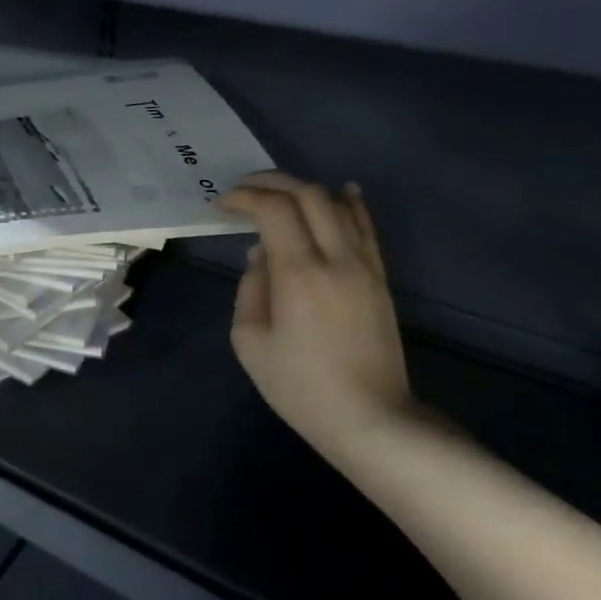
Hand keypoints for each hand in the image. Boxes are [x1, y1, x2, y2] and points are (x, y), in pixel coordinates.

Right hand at [218, 172, 414, 460]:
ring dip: (305, 190)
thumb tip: (261, 255)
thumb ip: (251, 289)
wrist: (369, 417)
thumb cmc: (299, 386)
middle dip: (272, 183)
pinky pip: (366, 227)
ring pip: (340, 204)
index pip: (274, 210)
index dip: (245, 198)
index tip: (221, 205)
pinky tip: (341, 192)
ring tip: (278, 193)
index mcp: (299, 274)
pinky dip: (349, 203)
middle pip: (309, 195)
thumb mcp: (250, 342)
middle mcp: (337, 258)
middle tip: (243, 190)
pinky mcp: (380, 278)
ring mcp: (365, 266)